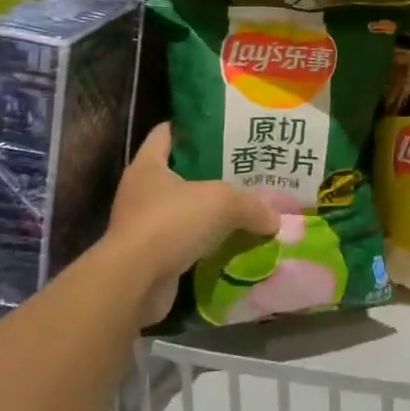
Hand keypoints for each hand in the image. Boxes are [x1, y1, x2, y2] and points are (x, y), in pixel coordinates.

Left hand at [104, 123, 279, 327]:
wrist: (135, 282)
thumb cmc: (172, 222)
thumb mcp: (222, 202)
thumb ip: (252, 205)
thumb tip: (274, 219)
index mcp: (148, 165)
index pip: (165, 133)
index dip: (190, 128)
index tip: (218, 129)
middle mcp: (139, 192)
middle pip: (175, 173)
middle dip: (206, 173)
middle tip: (240, 171)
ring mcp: (141, 226)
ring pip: (179, 210)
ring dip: (204, 212)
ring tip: (239, 208)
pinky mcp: (147, 257)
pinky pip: (180, 242)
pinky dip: (200, 243)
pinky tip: (227, 244)